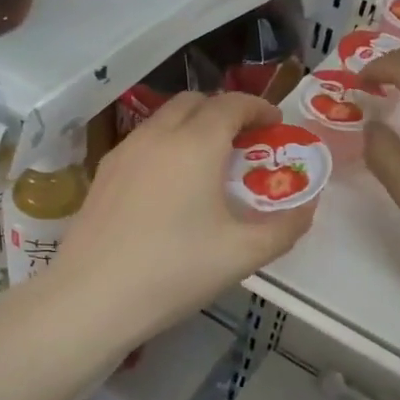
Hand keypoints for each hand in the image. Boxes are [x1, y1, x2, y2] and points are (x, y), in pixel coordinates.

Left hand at [54, 92, 314, 345]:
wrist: (92, 297)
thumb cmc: (174, 271)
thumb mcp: (242, 255)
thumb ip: (284, 227)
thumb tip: (307, 207)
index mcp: (196, 144)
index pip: (232, 104)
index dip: (258, 107)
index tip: (275, 123)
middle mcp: (158, 135)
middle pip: (195, 101)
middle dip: (225, 111)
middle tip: (244, 141)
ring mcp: (124, 151)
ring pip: (164, 118)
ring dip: (193, 125)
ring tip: (209, 162)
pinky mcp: (103, 173)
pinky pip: (143, 141)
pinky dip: (167, 144)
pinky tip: (170, 185)